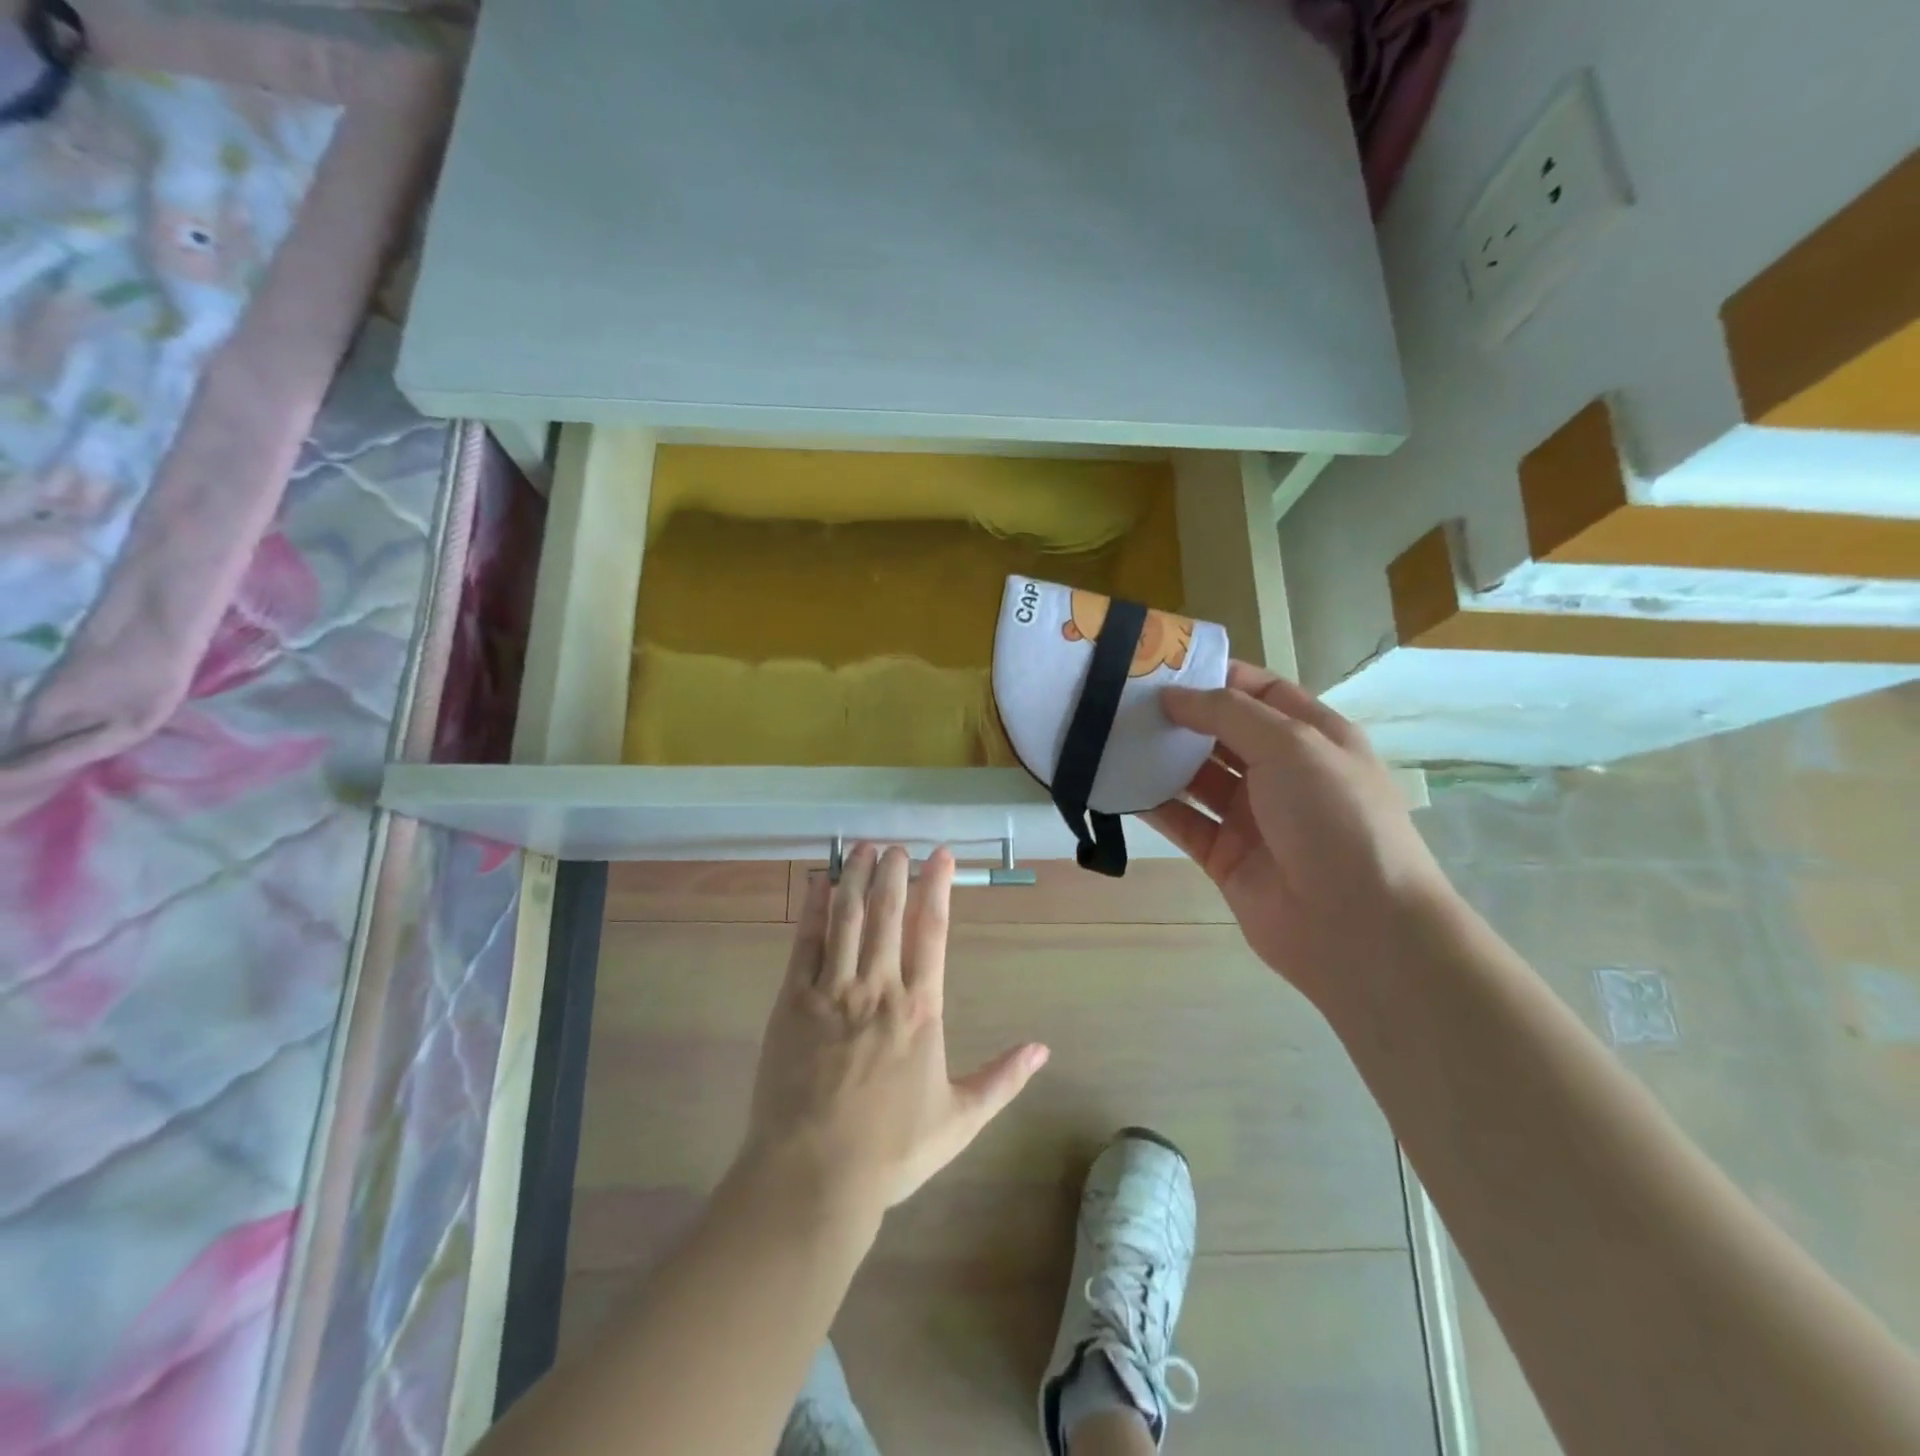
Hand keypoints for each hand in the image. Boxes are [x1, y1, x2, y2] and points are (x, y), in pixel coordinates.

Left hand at [738, 843, 1049, 1220]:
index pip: (932, 930)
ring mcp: (832, 991)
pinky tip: (820, 883)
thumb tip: (1043, 1049)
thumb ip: (1002, 1079)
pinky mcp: (793, 1001)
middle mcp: (878, 987)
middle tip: (896, 845)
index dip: (937, 886)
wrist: (814, 1175)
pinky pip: (805, 943)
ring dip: (855, 878)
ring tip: (861, 848)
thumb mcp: (959, 1119)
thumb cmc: (891, 1149)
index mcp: (920, 1008)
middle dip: (893, 872)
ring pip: (846, 918)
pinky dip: (814, 909)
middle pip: (887, 912)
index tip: (941, 854)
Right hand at [1148, 662, 1452, 1002]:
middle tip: (1121, 700)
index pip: (1258, 692)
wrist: (1357, 927)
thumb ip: (1228, 713)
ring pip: (1196, 778)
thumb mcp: (1291, 744)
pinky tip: (1117, 785)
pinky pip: (1183, 821)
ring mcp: (1252, 817)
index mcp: (1312, 737)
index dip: (1214, 677)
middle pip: (1221, 733)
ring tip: (1110, 737)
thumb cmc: (1334, 817)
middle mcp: (1281, 773)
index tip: (1160, 666)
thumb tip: (1173, 695)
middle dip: (1178, 717)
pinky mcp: (1225, 857)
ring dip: (1160, 759)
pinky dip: (1153, 805)